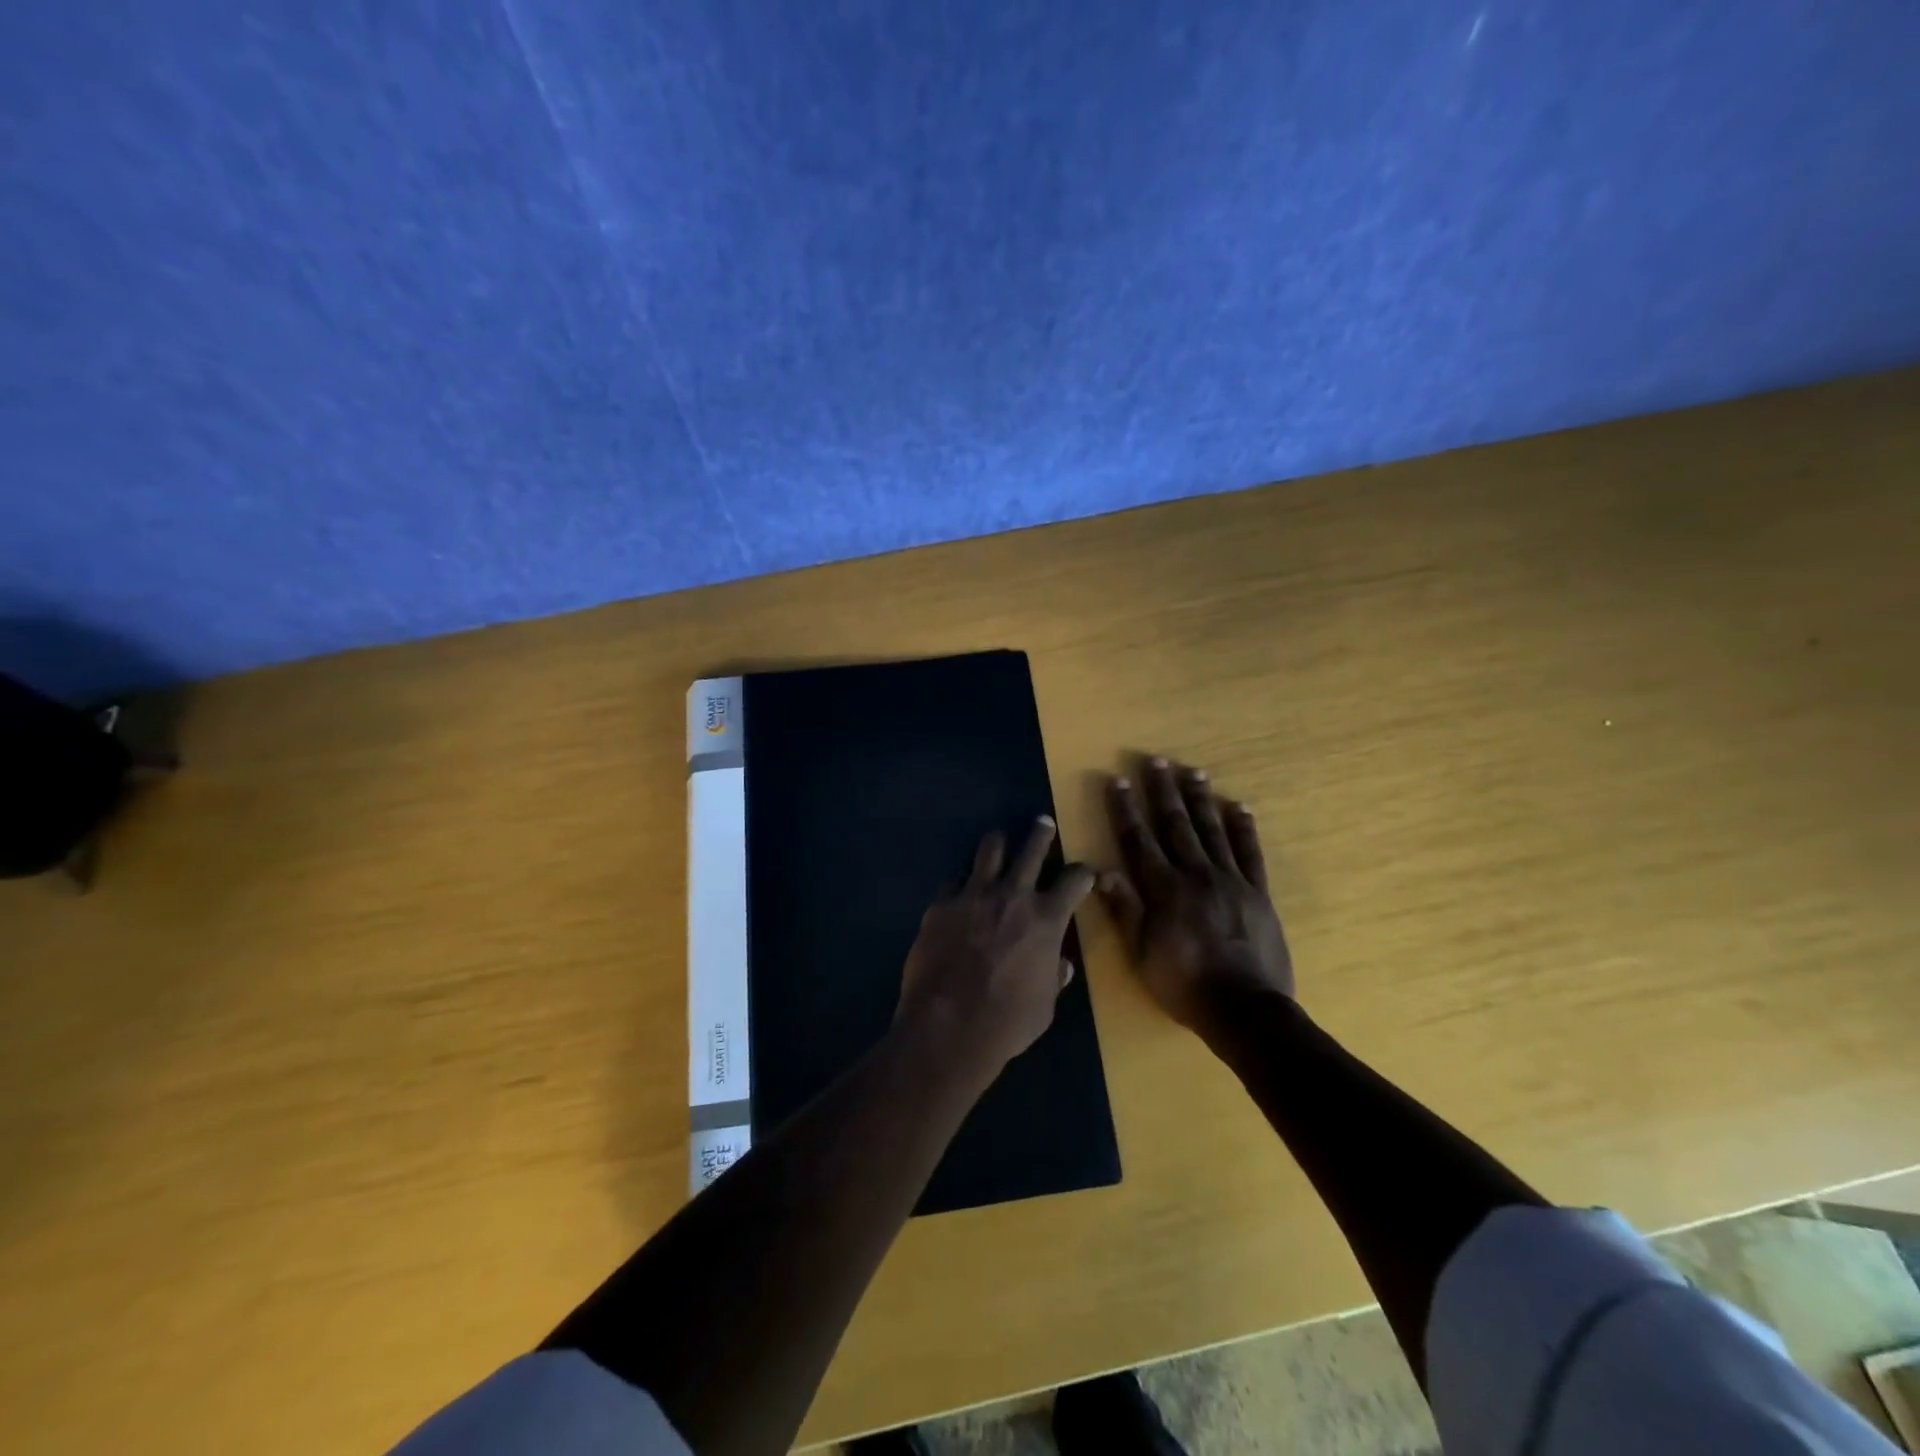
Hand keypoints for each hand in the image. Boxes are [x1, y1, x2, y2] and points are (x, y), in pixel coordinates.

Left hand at [897, 818, 1096, 1085]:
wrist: (948, 1027)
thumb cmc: (1007, 1022)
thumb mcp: (1045, 1005)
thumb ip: (1053, 977)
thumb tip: (1061, 965)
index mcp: (1046, 919)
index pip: (1075, 880)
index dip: (1083, 874)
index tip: (1085, 873)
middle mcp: (1013, 896)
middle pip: (1032, 848)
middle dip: (1041, 833)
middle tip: (1042, 823)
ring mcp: (974, 896)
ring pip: (990, 850)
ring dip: (998, 843)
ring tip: (998, 840)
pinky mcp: (941, 904)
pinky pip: (953, 881)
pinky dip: (961, 884)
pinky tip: (959, 891)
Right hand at [1098, 758, 1293, 1030]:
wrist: (1245, 1009)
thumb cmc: (1184, 984)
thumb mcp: (1142, 953)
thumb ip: (1124, 909)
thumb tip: (1100, 870)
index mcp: (1164, 889)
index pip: (1139, 840)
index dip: (1126, 809)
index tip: (1117, 780)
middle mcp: (1196, 875)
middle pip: (1176, 825)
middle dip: (1162, 791)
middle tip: (1156, 761)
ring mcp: (1231, 881)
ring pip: (1212, 830)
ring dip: (1200, 799)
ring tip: (1193, 771)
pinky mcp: (1258, 893)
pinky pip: (1250, 853)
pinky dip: (1244, 828)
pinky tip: (1238, 806)